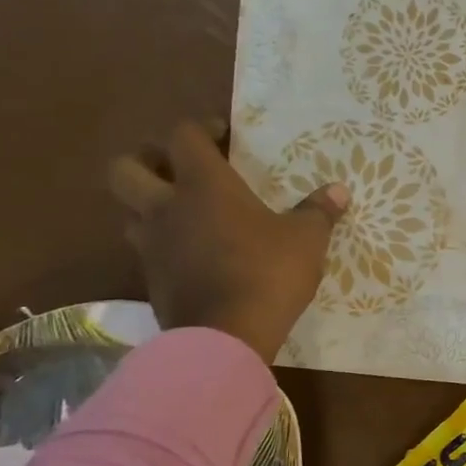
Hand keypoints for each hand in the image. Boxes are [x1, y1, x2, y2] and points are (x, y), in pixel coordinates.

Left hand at [108, 120, 348, 362]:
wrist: (226, 336)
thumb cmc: (268, 273)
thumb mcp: (306, 240)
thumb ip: (319, 212)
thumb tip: (339, 191)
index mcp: (204, 185)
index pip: (184, 136)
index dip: (201, 129)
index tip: (223, 135)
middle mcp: (166, 207)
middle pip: (126, 168)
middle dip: (147, 160)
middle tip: (179, 169)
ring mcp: (151, 245)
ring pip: (129, 211)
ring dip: (149, 204)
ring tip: (183, 213)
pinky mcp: (150, 280)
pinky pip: (146, 249)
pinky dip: (162, 243)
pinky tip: (192, 253)